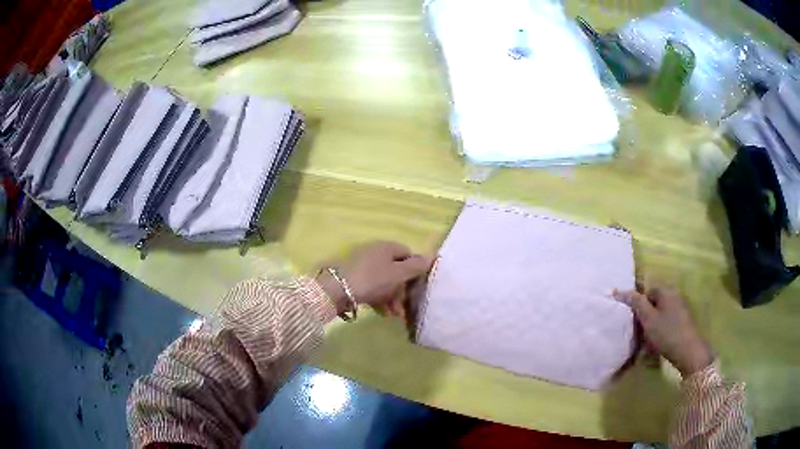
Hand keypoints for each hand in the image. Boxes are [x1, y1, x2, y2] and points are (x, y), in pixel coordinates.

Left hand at [316, 241, 432, 316]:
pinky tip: (382, 313)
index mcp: (387, 247)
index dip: (416, 270)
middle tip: (405, 306)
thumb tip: (432, 256)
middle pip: (396, 270)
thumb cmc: (372, 279)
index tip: (418, 286)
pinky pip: (373, 288)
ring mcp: (364, 266)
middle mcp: (376, 253)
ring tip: (395, 315)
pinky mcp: (354, 279)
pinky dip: (380, 299)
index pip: (408, 254)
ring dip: (392, 298)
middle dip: (403, 289)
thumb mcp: (398, 273)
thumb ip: (416, 266)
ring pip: (385, 281)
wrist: (337, 290)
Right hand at [614, 287, 712, 376]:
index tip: (632, 321)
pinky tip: (657, 344)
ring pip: (660, 314)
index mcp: (666, 291)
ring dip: (652, 326)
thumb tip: (620, 290)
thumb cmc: (667, 333)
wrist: (688, 351)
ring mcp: (681, 309)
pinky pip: (667, 322)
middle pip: (654, 303)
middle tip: (638, 332)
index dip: (638, 305)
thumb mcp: (648, 319)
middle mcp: (675, 296)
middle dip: (645, 317)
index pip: (647, 292)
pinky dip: (660, 331)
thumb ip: (636, 303)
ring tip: (646, 342)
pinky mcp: (684, 322)